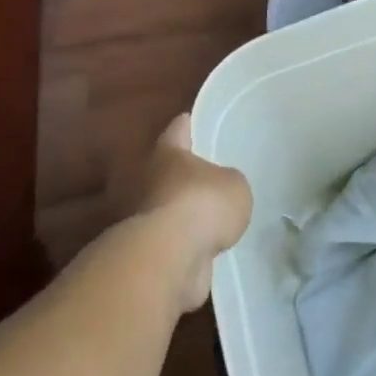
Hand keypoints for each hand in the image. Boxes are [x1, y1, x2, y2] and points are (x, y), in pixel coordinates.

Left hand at [133, 115, 251, 312]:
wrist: (170, 257)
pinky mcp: (145, 253)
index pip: (177, 131)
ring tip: (206, 218)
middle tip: (203, 176)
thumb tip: (220, 192)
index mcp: (167, 154)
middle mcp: (146, 181)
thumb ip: (228, 183)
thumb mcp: (234, 185)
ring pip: (164, 208)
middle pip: (163, 171)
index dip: (185, 125)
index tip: (187, 118)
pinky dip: (181, 244)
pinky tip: (202, 248)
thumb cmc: (203, 203)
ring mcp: (141, 219)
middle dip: (179, 174)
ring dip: (179, 213)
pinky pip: (169, 242)